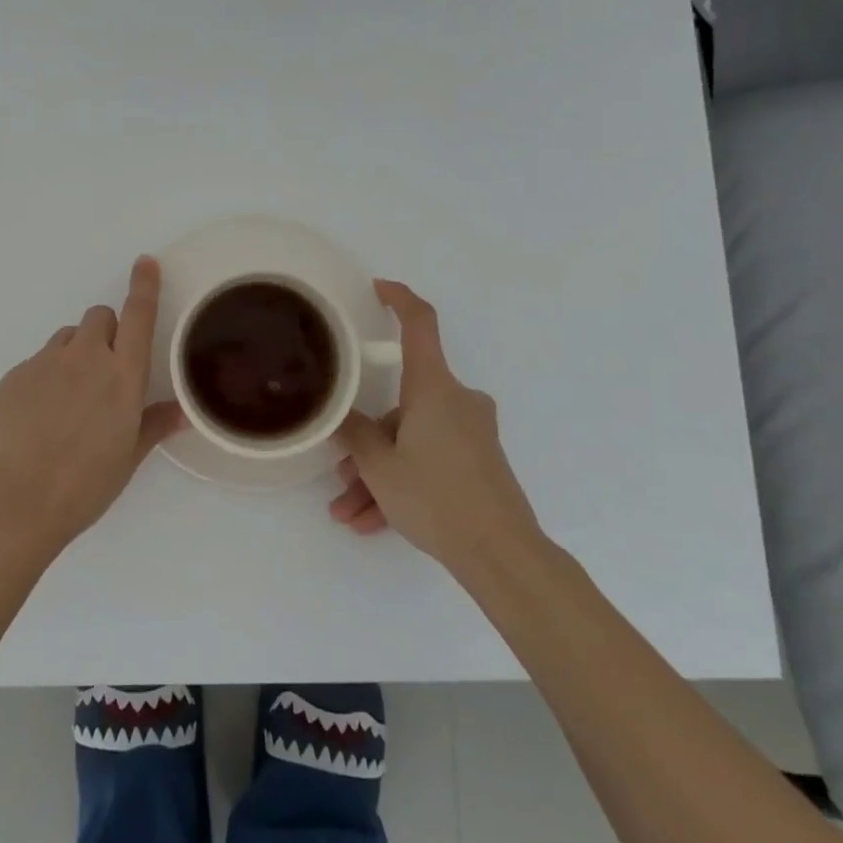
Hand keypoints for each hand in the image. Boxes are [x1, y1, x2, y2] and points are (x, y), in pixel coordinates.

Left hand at [0, 257, 184, 558]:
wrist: (13, 503)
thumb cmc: (83, 487)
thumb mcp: (127, 458)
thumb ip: (154, 425)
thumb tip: (183, 412)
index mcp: (121, 376)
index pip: (137, 316)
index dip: (144, 286)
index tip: (145, 262)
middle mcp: (84, 358)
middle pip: (98, 317)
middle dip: (106, 333)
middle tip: (104, 373)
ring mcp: (44, 363)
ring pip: (67, 338)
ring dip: (75, 354)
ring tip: (69, 399)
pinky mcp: (14, 375)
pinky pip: (38, 361)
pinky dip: (46, 376)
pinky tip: (39, 417)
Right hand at [329, 280, 542, 571]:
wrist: (502, 555)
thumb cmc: (436, 497)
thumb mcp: (380, 465)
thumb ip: (355, 433)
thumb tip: (342, 415)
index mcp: (434, 387)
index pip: (419, 324)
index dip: (399, 299)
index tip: (378, 288)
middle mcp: (456, 401)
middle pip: (401, 405)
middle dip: (367, 441)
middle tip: (341, 475)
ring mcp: (471, 432)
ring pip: (410, 440)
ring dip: (378, 473)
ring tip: (350, 514)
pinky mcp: (478, 460)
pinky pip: (429, 459)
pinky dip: (402, 483)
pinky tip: (373, 523)